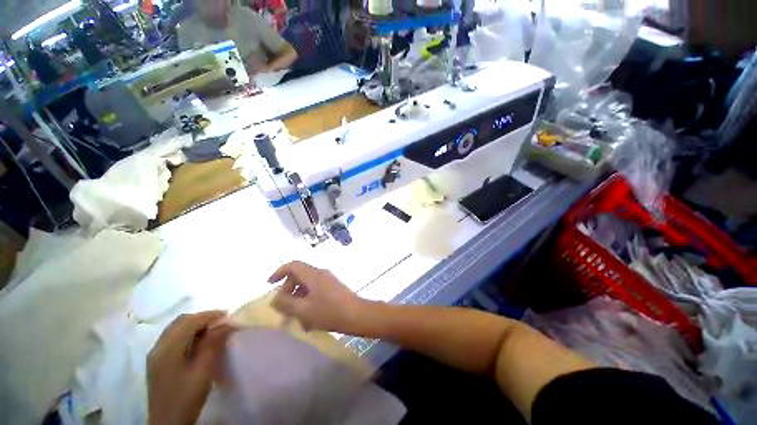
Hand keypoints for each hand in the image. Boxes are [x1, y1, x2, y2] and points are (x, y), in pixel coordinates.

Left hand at [147, 311, 236, 424]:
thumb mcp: (203, 370)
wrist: (168, 423)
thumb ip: (213, 344)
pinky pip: (174, 337)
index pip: (189, 322)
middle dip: (203, 317)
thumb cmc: (187, 396)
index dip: (210, 315)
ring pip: (177, 328)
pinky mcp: (158, 361)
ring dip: (196, 324)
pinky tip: (200, 341)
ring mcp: (156, 354)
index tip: (229, 315)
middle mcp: (158, 347)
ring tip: (214, 329)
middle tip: (222, 321)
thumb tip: (225, 323)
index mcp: (167, 348)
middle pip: (181, 322)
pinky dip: (189, 333)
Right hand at [269, 261, 364, 332]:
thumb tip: (275, 297)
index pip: (293, 265)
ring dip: (297, 298)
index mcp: (313, 274)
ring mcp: (328, 281)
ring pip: (307, 285)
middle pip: (299, 275)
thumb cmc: (329, 311)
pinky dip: (307, 300)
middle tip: (283, 307)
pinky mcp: (333, 288)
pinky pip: (315, 290)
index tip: (270, 284)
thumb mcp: (304, 309)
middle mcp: (321, 274)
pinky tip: (307, 318)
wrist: (356, 315)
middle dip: (288, 289)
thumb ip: (286, 303)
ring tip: (294, 316)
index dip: (279, 272)